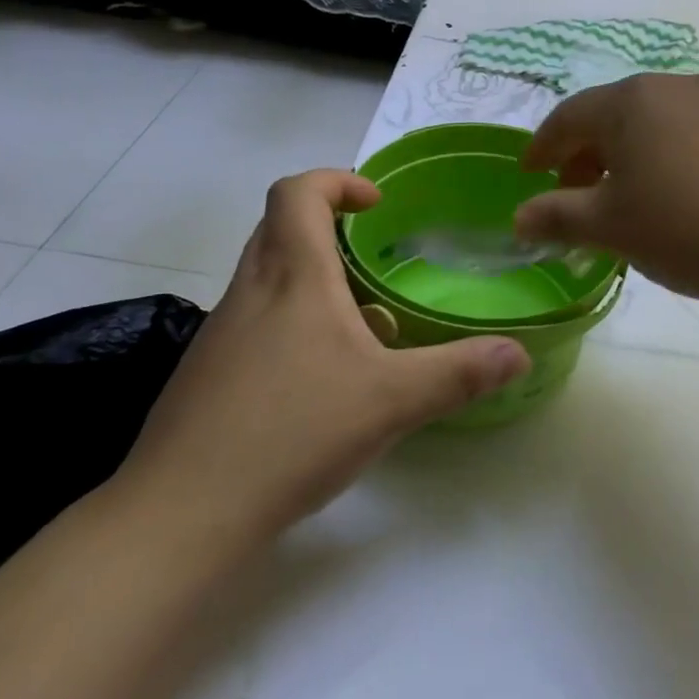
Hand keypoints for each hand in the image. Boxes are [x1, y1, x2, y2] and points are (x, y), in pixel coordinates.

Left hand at [113, 171, 530, 548]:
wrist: (180, 516)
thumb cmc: (291, 433)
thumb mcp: (392, 401)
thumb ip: (459, 373)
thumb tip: (518, 353)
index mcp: (293, 277)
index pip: (296, 193)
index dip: (336, 181)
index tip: (376, 205)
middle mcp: (250, 292)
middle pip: (278, 228)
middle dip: (327, 227)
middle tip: (372, 255)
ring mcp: (220, 334)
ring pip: (266, 278)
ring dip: (312, 280)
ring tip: (361, 325)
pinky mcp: (208, 374)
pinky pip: (254, 322)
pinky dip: (292, 325)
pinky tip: (322, 381)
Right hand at [513, 75, 698, 313]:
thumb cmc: (688, 228)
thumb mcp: (612, 227)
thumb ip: (557, 216)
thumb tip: (518, 218)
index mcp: (630, 100)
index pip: (568, 117)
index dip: (542, 147)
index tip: (527, 174)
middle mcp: (672, 86)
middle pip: (610, 115)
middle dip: (583, 155)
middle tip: (571, 196)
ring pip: (650, 123)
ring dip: (624, 157)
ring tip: (620, 199)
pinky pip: (685, 132)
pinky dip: (662, 157)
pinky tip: (670, 194)